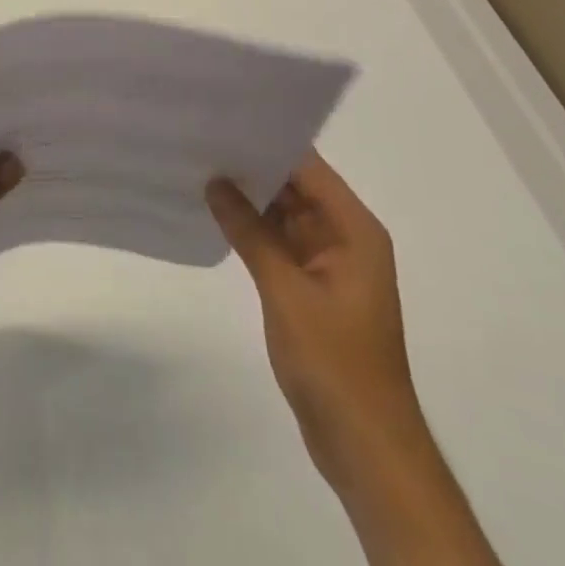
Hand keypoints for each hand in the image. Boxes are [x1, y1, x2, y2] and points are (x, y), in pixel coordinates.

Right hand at [206, 154, 425, 495]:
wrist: (365, 446)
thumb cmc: (334, 362)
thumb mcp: (286, 290)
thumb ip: (250, 231)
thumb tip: (215, 181)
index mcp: (354, 230)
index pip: (308, 166)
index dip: (268, 140)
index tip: (224, 119)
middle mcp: (345, 237)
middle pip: (296, 186)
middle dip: (252, 165)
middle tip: (201, 138)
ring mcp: (328, 263)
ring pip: (284, 213)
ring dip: (249, 197)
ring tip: (199, 165)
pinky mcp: (312, 287)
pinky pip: (279, 242)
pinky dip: (252, 228)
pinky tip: (216, 212)